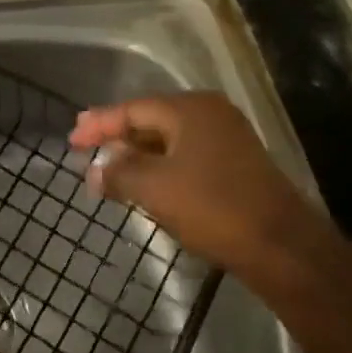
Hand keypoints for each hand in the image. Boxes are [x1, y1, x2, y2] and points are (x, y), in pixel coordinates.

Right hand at [68, 94, 331, 280]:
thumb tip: (94, 171)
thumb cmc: (212, 207)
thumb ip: (119, 174)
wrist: (279, 244)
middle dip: (117, 137)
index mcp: (190, 110)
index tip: (72, 139)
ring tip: (109, 169)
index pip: (133, 108)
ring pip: (169, 140)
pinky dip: (160, 166)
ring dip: (138, 155)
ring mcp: (227, 139)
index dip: (99, 124)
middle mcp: (211, 115)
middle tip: (86, 149)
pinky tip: (145, 184)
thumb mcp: (154, 188)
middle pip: (152, 120)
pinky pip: (186, 156)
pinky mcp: (236, 165)